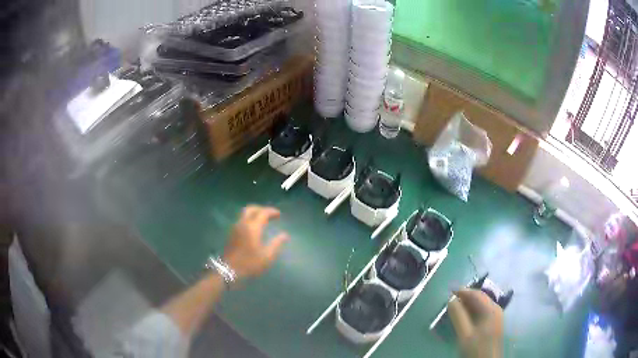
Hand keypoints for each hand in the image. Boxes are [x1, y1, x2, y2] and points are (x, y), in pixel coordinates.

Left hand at [223, 205, 288, 280]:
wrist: (229, 270)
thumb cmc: (250, 264)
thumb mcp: (267, 256)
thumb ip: (276, 244)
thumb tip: (284, 235)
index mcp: (253, 227)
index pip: (263, 213)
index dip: (271, 211)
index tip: (279, 214)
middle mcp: (243, 224)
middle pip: (251, 209)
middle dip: (261, 209)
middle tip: (269, 215)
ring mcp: (235, 228)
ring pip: (244, 214)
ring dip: (254, 213)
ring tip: (263, 220)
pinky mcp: (231, 233)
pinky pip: (241, 220)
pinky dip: (249, 219)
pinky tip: (253, 228)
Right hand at [448, 289, 503, 357]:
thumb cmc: (476, 348)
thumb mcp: (464, 333)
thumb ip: (458, 316)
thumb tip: (451, 299)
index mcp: (491, 309)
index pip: (476, 294)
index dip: (463, 291)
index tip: (449, 291)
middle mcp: (496, 309)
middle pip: (480, 298)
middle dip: (465, 297)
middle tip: (450, 300)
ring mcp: (496, 317)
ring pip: (481, 305)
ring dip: (469, 305)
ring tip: (455, 308)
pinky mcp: (494, 324)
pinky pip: (483, 312)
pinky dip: (473, 311)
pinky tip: (465, 317)